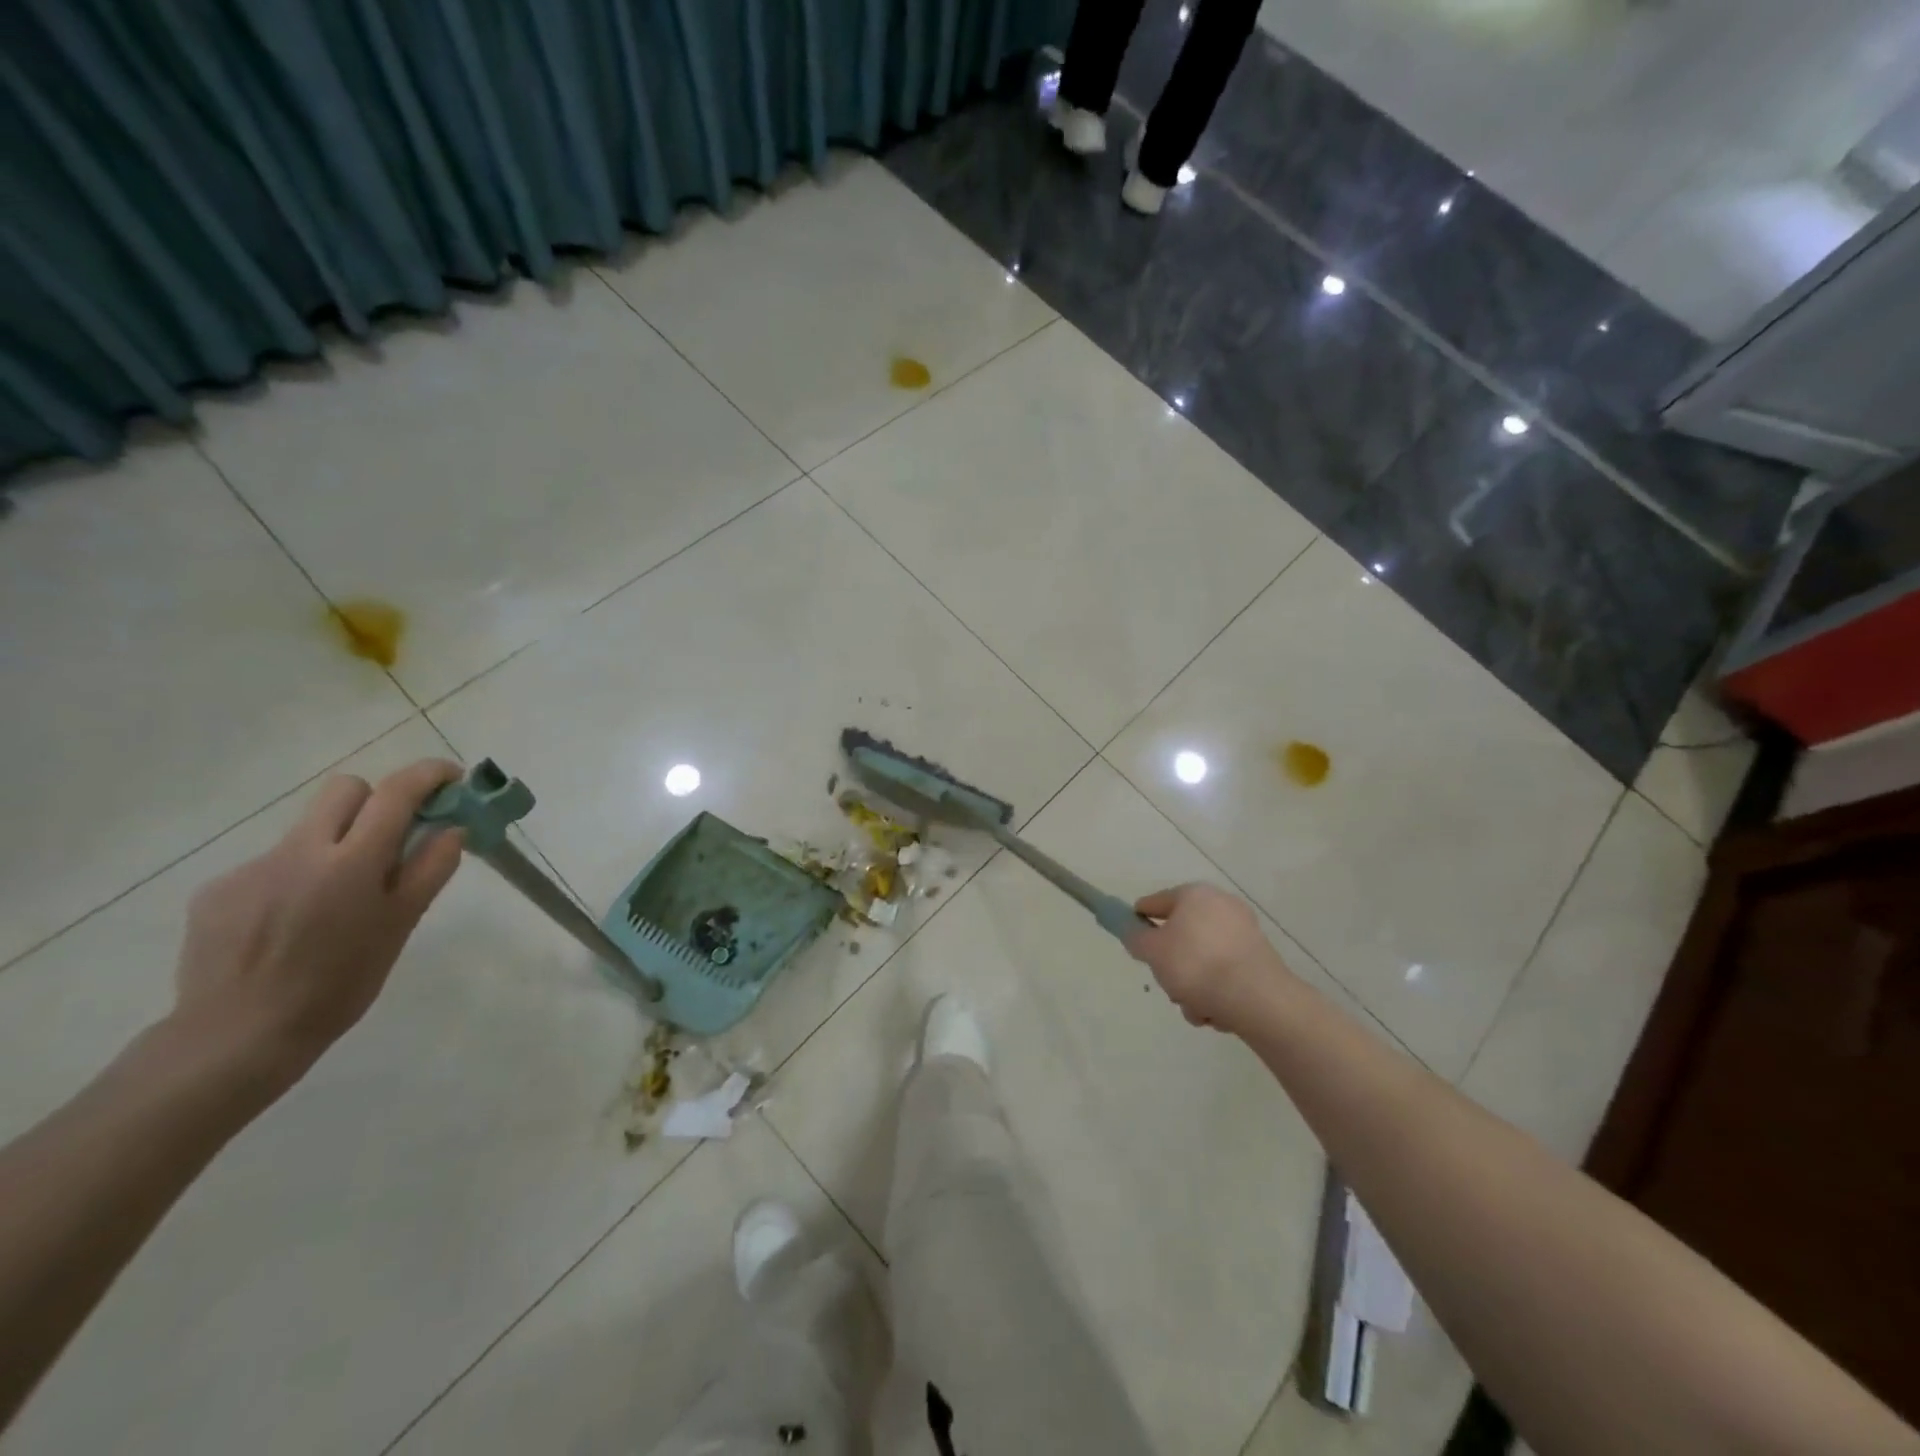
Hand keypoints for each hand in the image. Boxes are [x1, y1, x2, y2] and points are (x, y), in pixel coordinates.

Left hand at [169, 760, 466, 1089]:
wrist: (237, 1036)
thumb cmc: (339, 984)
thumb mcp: (400, 927)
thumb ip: (428, 870)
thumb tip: (451, 829)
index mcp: (352, 862)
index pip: (395, 793)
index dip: (428, 775)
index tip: (451, 778)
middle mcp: (299, 851)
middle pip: (344, 790)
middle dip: (376, 801)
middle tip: (391, 838)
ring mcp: (251, 868)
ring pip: (306, 830)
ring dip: (334, 846)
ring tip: (335, 902)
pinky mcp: (217, 890)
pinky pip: (270, 865)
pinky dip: (293, 880)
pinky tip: (290, 924)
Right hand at [1125, 883, 1293, 1031]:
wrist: (1257, 998)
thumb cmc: (1196, 965)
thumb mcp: (1152, 951)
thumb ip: (1135, 938)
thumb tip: (1135, 932)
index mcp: (1194, 894)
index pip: (1155, 903)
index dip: (1138, 921)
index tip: (1134, 943)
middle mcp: (1221, 906)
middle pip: (1181, 936)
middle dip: (1172, 966)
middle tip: (1169, 984)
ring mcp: (1244, 933)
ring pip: (1202, 960)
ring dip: (1193, 986)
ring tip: (1195, 1006)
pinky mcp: (1260, 959)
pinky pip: (1225, 973)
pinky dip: (1217, 991)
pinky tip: (1216, 1011)